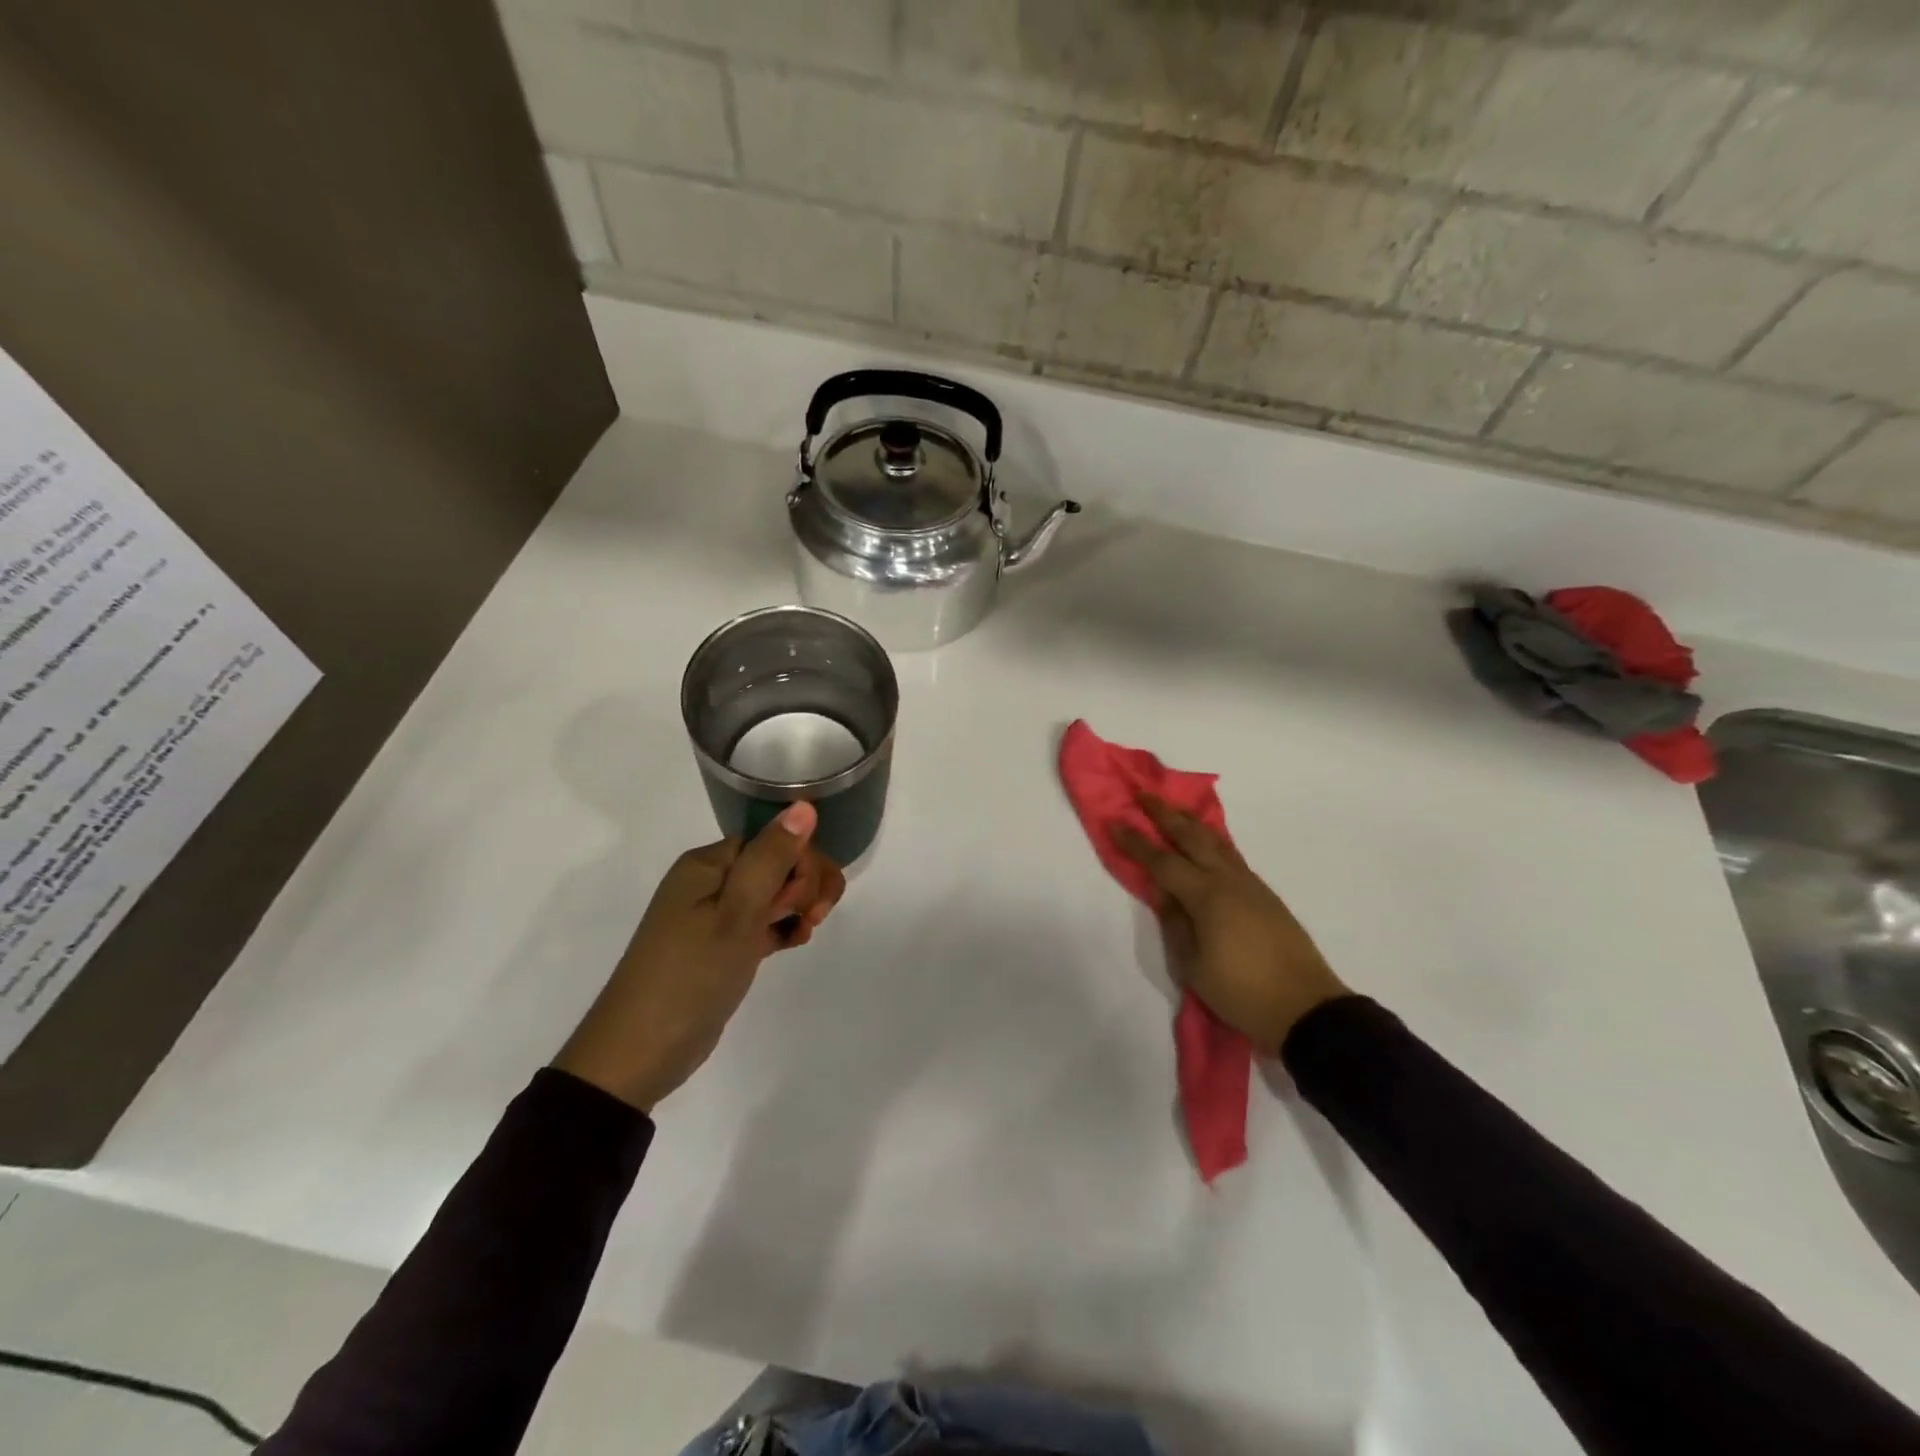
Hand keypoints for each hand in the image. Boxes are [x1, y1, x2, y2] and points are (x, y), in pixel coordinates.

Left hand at [554, 801, 845, 1111]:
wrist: (640, 1053)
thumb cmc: (691, 975)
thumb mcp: (737, 913)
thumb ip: (772, 858)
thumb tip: (804, 805)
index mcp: (707, 864)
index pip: (772, 841)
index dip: (801, 864)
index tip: (808, 901)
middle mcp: (709, 882)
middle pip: (776, 863)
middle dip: (805, 885)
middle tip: (809, 920)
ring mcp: (714, 916)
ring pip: (773, 893)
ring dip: (799, 906)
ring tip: (805, 933)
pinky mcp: (721, 947)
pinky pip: (763, 922)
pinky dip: (783, 928)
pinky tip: (796, 943)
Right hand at [1115, 795, 1348, 1054]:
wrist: (1306, 1008)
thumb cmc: (1242, 992)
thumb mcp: (1193, 966)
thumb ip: (1176, 924)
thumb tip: (1164, 894)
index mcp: (1206, 897)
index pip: (1162, 861)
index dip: (1136, 841)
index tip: (1114, 820)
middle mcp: (1228, 880)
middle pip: (1192, 837)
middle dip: (1164, 814)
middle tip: (1143, 794)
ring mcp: (1251, 885)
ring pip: (1216, 841)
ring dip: (1191, 822)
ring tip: (1173, 809)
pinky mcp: (1265, 895)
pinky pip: (1231, 855)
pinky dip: (1212, 840)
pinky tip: (1205, 841)